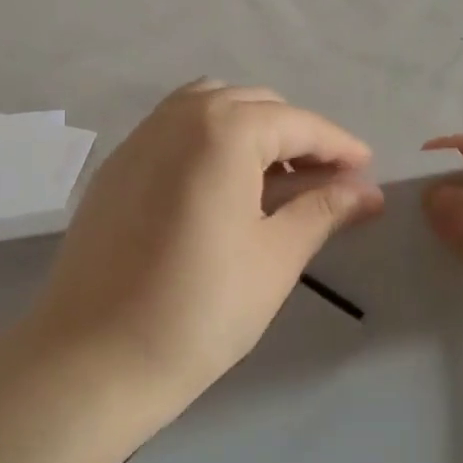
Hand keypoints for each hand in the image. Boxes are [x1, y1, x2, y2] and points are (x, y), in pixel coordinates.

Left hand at [26, 81, 384, 401]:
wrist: (94, 357)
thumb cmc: (200, 309)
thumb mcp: (275, 257)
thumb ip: (322, 210)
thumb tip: (367, 191)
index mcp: (222, 131)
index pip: (296, 123)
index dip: (338, 146)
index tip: (368, 171)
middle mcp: (177, 118)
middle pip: (251, 105)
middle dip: (295, 135)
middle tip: (324, 182)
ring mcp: (138, 139)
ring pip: (207, 108)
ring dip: (249, 130)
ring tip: (272, 180)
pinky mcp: (115, 168)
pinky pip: (172, 132)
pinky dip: (208, 141)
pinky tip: (220, 190)